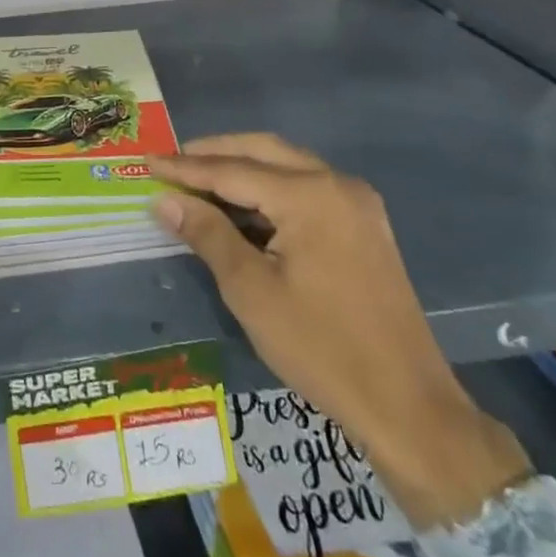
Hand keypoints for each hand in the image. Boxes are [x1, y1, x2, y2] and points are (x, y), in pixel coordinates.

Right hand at [151, 133, 530, 529]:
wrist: (409, 406)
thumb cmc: (321, 347)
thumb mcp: (250, 290)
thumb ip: (207, 233)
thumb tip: (164, 199)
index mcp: (310, 195)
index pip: (231, 170)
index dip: (184, 167)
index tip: (146, 162)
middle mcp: (337, 184)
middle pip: (262, 150)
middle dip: (213, 153)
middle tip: (170, 162)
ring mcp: (356, 204)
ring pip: (285, 164)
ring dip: (241, 167)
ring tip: (197, 179)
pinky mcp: (363, 225)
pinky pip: (305, 187)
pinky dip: (268, 188)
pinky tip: (241, 205)